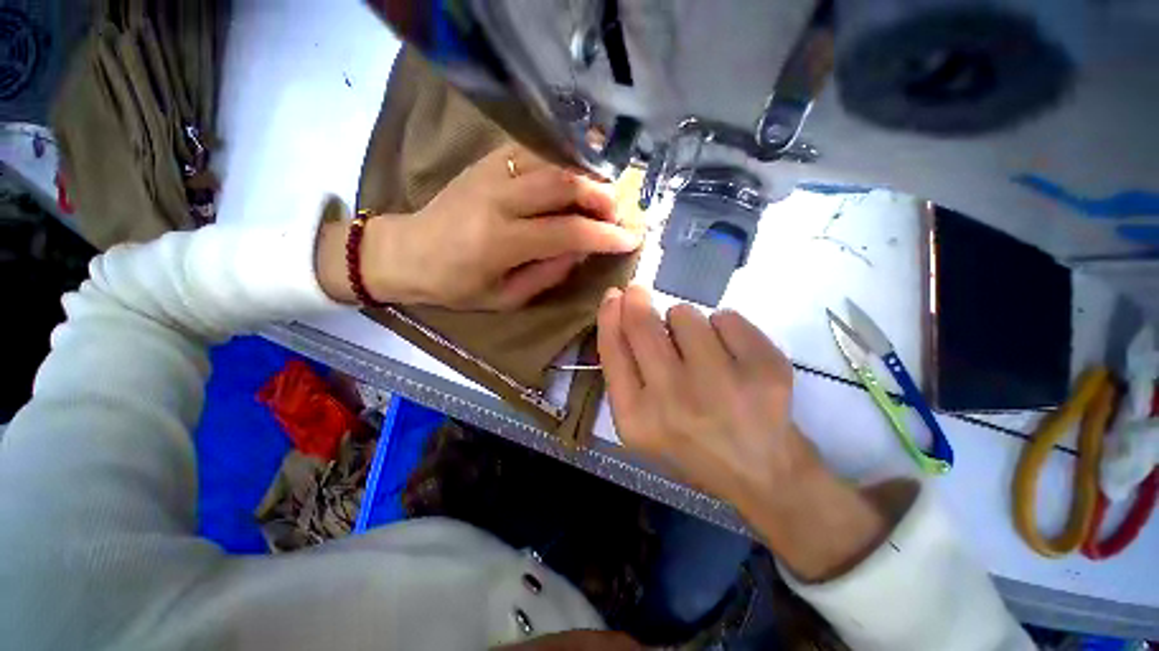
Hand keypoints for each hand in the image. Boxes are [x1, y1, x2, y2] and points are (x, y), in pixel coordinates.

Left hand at [317, 146, 641, 310]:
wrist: (407, 252)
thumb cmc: (456, 286)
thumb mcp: (505, 297)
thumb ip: (548, 274)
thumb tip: (582, 251)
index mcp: (501, 241)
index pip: (567, 232)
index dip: (605, 235)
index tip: (631, 238)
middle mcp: (498, 199)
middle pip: (564, 184)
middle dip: (601, 196)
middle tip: (619, 213)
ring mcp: (490, 173)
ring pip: (552, 163)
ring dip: (585, 177)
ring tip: (602, 197)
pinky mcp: (485, 162)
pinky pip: (534, 154)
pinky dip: (561, 164)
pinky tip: (572, 180)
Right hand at [595, 285, 810, 510]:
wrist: (760, 470)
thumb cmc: (690, 441)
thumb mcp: (641, 421)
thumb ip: (623, 371)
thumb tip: (618, 309)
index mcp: (637, 418)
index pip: (613, 349)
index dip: (609, 316)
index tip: (614, 296)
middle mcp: (675, 399)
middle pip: (643, 324)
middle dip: (637, 301)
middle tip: (638, 293)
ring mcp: (723, 382)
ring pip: (684, 314)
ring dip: (684, 324)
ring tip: (698, 352)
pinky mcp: (764, 368)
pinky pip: (725, 316)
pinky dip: (722, 328)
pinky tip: (731, 358)